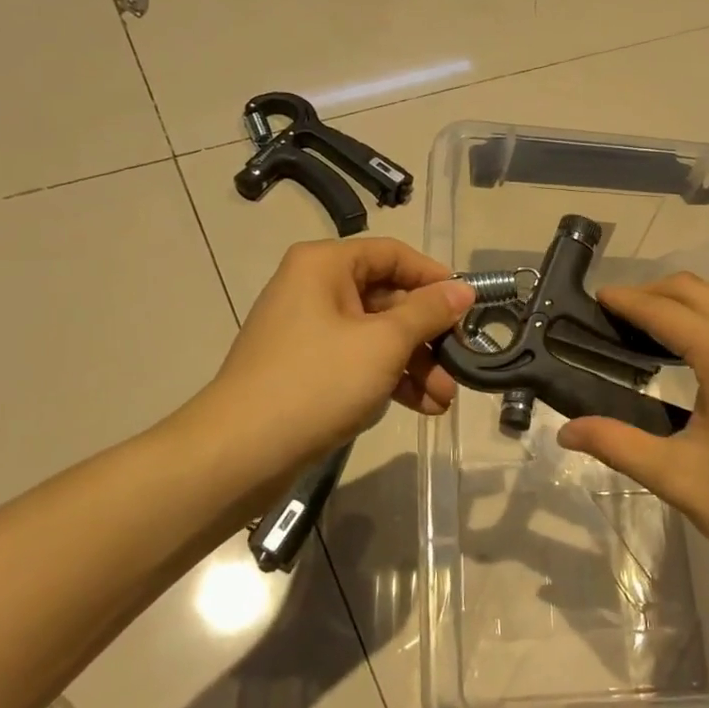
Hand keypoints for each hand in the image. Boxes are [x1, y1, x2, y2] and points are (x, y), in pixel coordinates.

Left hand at [176, 238, 474, 496]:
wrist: (239, 453)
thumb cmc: (317, 382)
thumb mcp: (384, 343)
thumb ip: (428, 312)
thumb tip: (464, 289)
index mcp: (325, 265)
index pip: (393, 255)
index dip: (434, 277)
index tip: (469, 306)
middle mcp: (315, 288)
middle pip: (388, 298)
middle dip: (428, 336)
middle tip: (460, 363)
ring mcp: (309, 330)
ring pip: (377, 335)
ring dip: (415, 364)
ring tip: (445, 400)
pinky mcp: (306, 368)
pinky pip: (359, 361)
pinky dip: (390, 379)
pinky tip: (422, 407)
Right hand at [557, 274, 708, 583]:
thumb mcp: (678, 477)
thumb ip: (618, 444)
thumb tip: (566, 430)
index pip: (666, 312)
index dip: (627, 301)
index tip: (596, 298)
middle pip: (698, 291)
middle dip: (654, 291)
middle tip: (618, 311)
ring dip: (688, 298)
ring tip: (656, 321)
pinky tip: (708, 342)